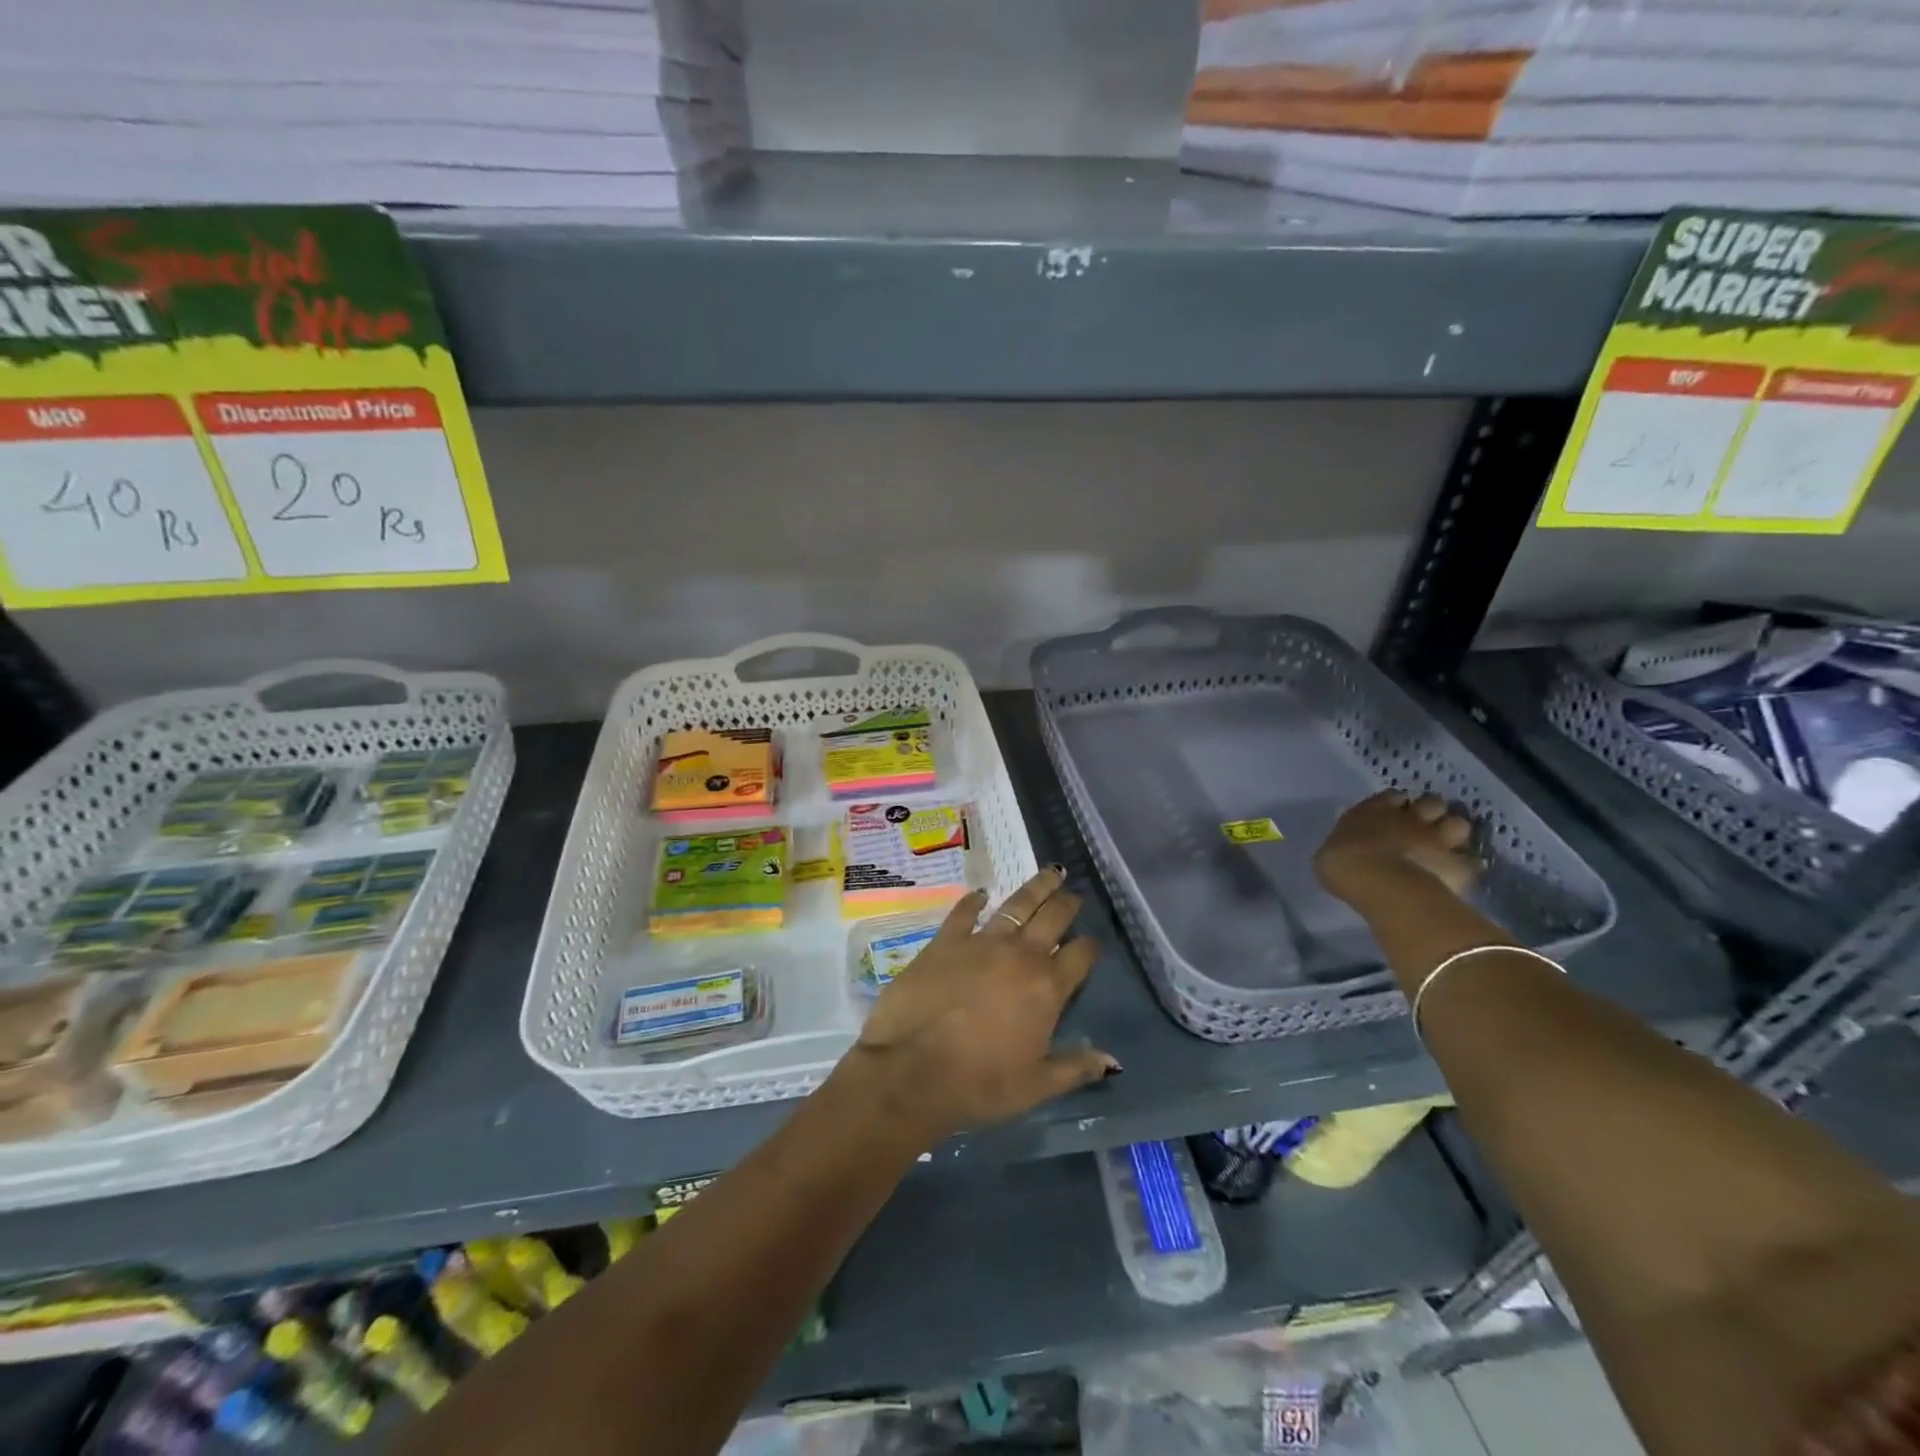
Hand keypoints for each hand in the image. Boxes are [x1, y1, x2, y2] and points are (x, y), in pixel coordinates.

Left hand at [847, 867, 1118, 1141]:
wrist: (913, 1071)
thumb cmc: (980, 1084)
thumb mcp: (1036, 1085)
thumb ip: (1075, 1068)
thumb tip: (1112, 1060)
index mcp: (1046, 988)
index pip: (1079, 956)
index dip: (1090, 947)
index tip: (1093, 942)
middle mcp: (1020, 956)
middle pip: (1051, 918)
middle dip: (1066, 904)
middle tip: (1073, 892)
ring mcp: (981, 943)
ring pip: (1016, 906)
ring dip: (1035, 888)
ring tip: (1049, 873)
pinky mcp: (945, 941)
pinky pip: (964, 912)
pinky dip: (974, 901)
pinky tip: (981, 893)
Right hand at [1314, 791, 1479, 904]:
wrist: (1380, 883)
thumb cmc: (1343, 864)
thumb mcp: (1330, 852)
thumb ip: (1347, 845)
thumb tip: (1348, 850)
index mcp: (1374, 810)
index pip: (1393, 796)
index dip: (1396, 804)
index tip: (1394, 815)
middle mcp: (1410, 817)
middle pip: (1432, 803)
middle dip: (1431, 812)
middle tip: (1425, 827)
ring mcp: (1437, 838)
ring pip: (1458, 824)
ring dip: (1453, 833)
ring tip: (1446, 846)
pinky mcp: (1458, 863)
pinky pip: (1471, 860)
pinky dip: (1466, 865)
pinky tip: (1459, 872)